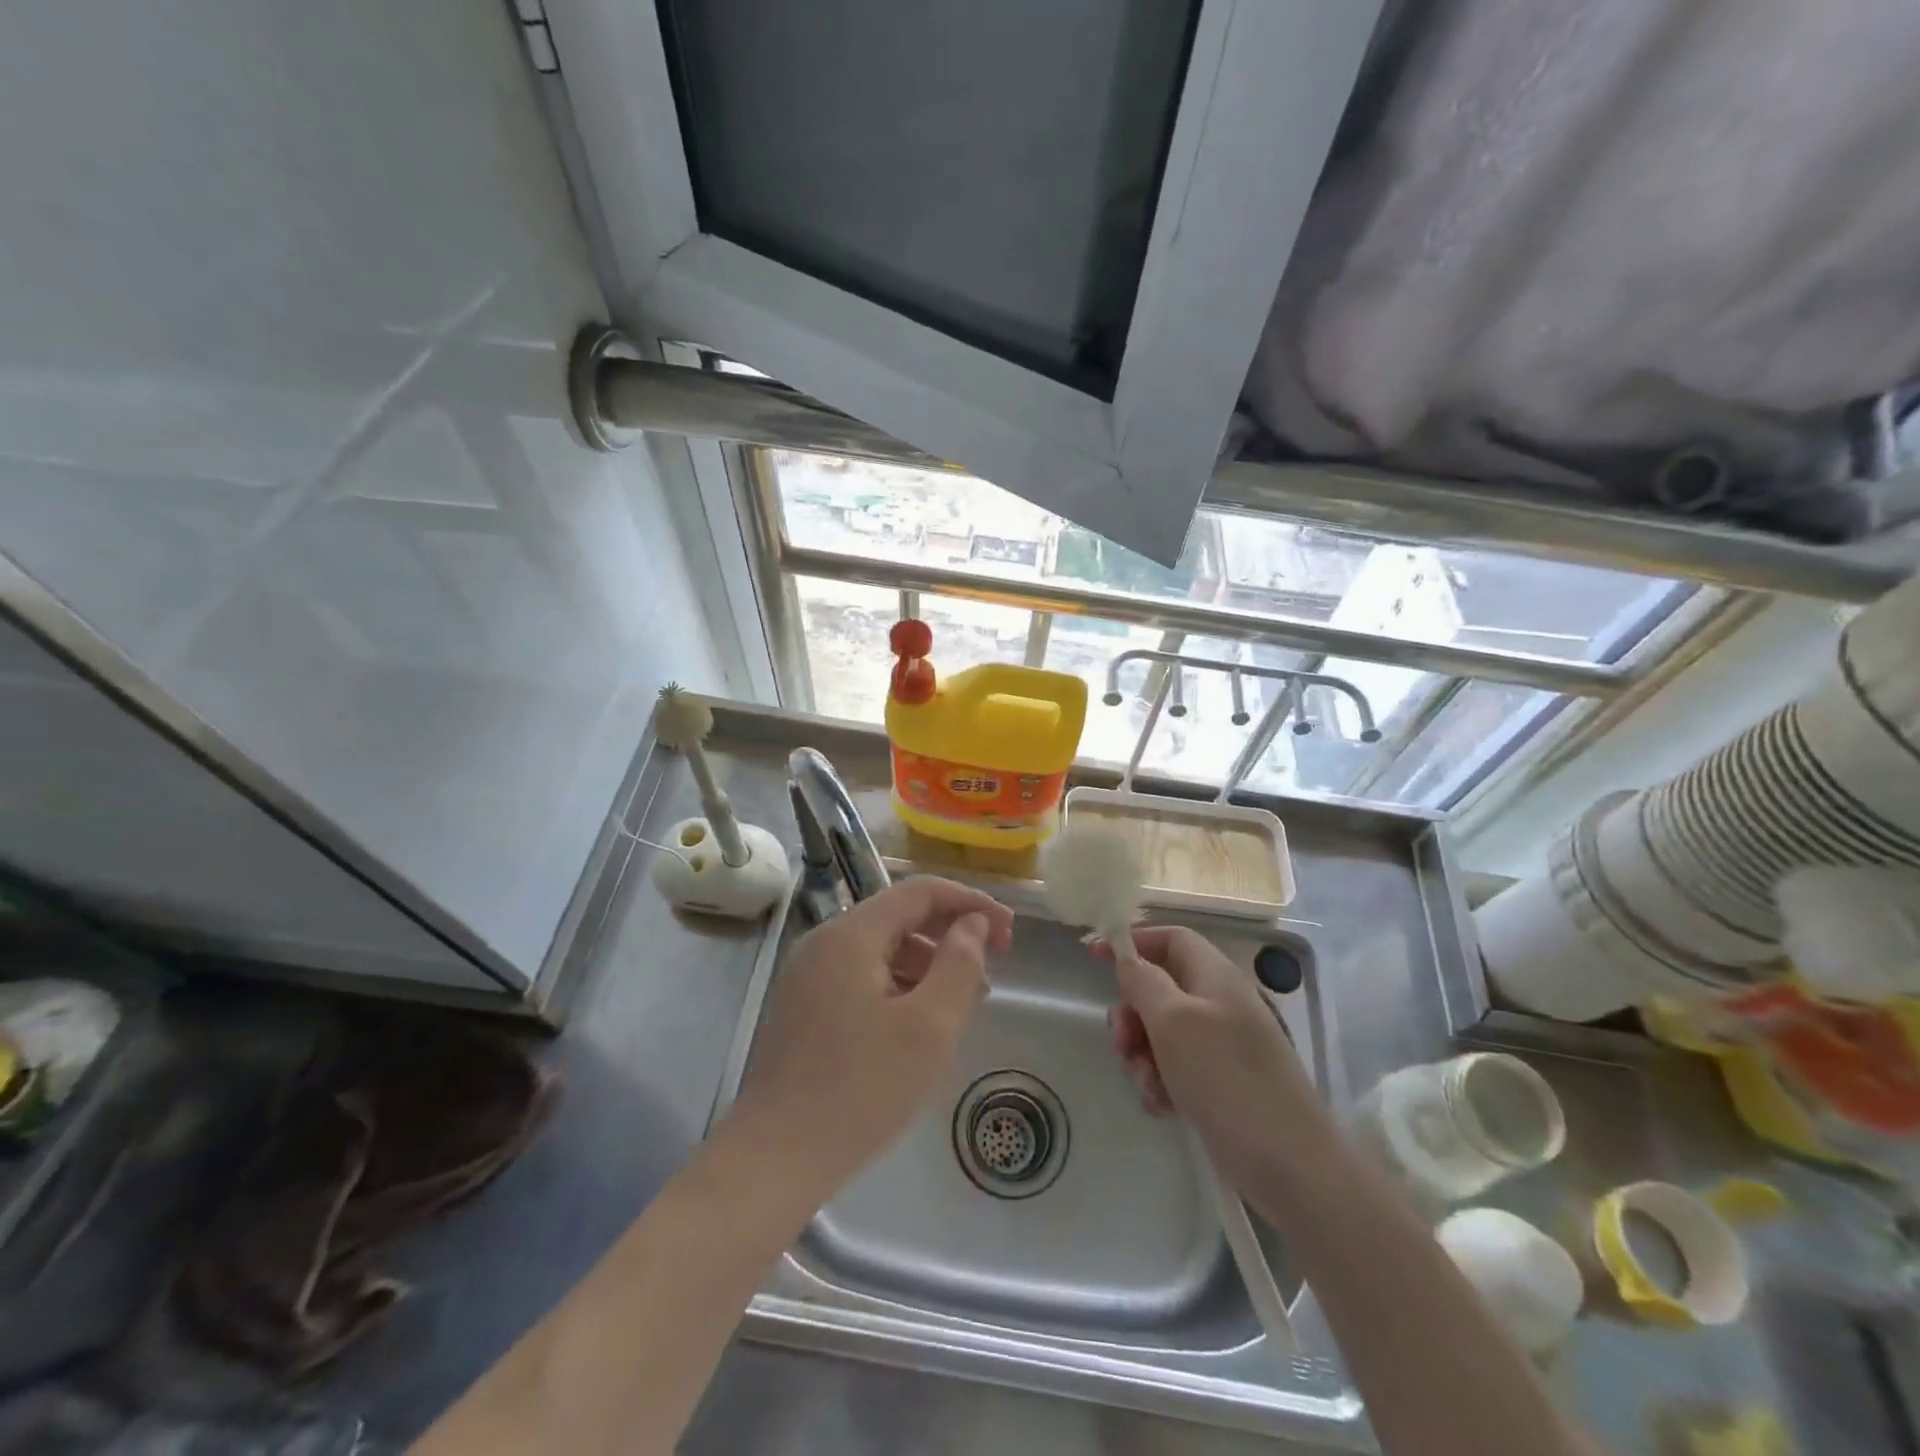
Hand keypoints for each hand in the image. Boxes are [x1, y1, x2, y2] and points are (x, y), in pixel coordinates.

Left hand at [732, 877, 1014, 1195]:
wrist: (775, 1159)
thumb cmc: (861, 1089)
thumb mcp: (929, 1027)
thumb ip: (959, 965)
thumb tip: (973, 925)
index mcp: (850, 935)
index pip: (919, 892)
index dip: (969, 903)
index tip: (1009, 930)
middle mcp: (824, 943)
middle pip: (898, 918)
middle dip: (950, 935)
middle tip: (993, 968)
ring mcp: (808, 976)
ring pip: (881, 950)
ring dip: (927, 965)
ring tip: (963, 1003)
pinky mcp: (804, 1007)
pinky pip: (862, 978)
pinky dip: (899, 987)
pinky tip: (920, 1025)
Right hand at [1093, 926, 1314, 1193]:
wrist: (1288, 1164)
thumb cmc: (1225, 1077)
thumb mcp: (1173, 1020)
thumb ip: (1143, 981)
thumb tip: (1127, 957)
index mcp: (1215, 976)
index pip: (1170, 938)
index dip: (1132, 942)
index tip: (1093, 956)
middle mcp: (1219, 1004)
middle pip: (1160, 988)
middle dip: (1133, 1012)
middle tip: (1121, 1040)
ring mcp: (1221, 1046)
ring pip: (1162, 1032)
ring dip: (1143, 1054)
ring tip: (1147, 1084)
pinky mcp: (1220, 1084)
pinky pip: (1175, 1068)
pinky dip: (1161, 1082)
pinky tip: (1163, 1106)